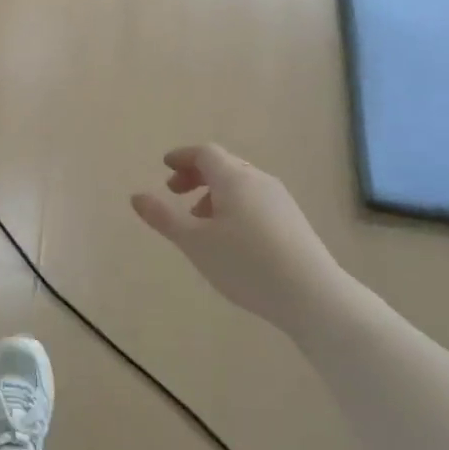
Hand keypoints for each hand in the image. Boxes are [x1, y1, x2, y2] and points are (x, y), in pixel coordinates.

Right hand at [131, 144, 337, 318]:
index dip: (182, 157)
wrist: (312, 295)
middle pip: (223, 165)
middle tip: (174, 192)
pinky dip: (233, 205)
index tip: (164, 167)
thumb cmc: (245, 264)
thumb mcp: (194, 242)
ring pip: (240, 184)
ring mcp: (280, 200)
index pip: (205, 153)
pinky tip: (229, 237)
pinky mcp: (292, 221)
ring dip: (214, 193)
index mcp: (234, 179)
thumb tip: (136, 196)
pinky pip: (255, 200)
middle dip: (196, 174)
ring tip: (199, 221)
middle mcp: (259, 180)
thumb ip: (163, 217)